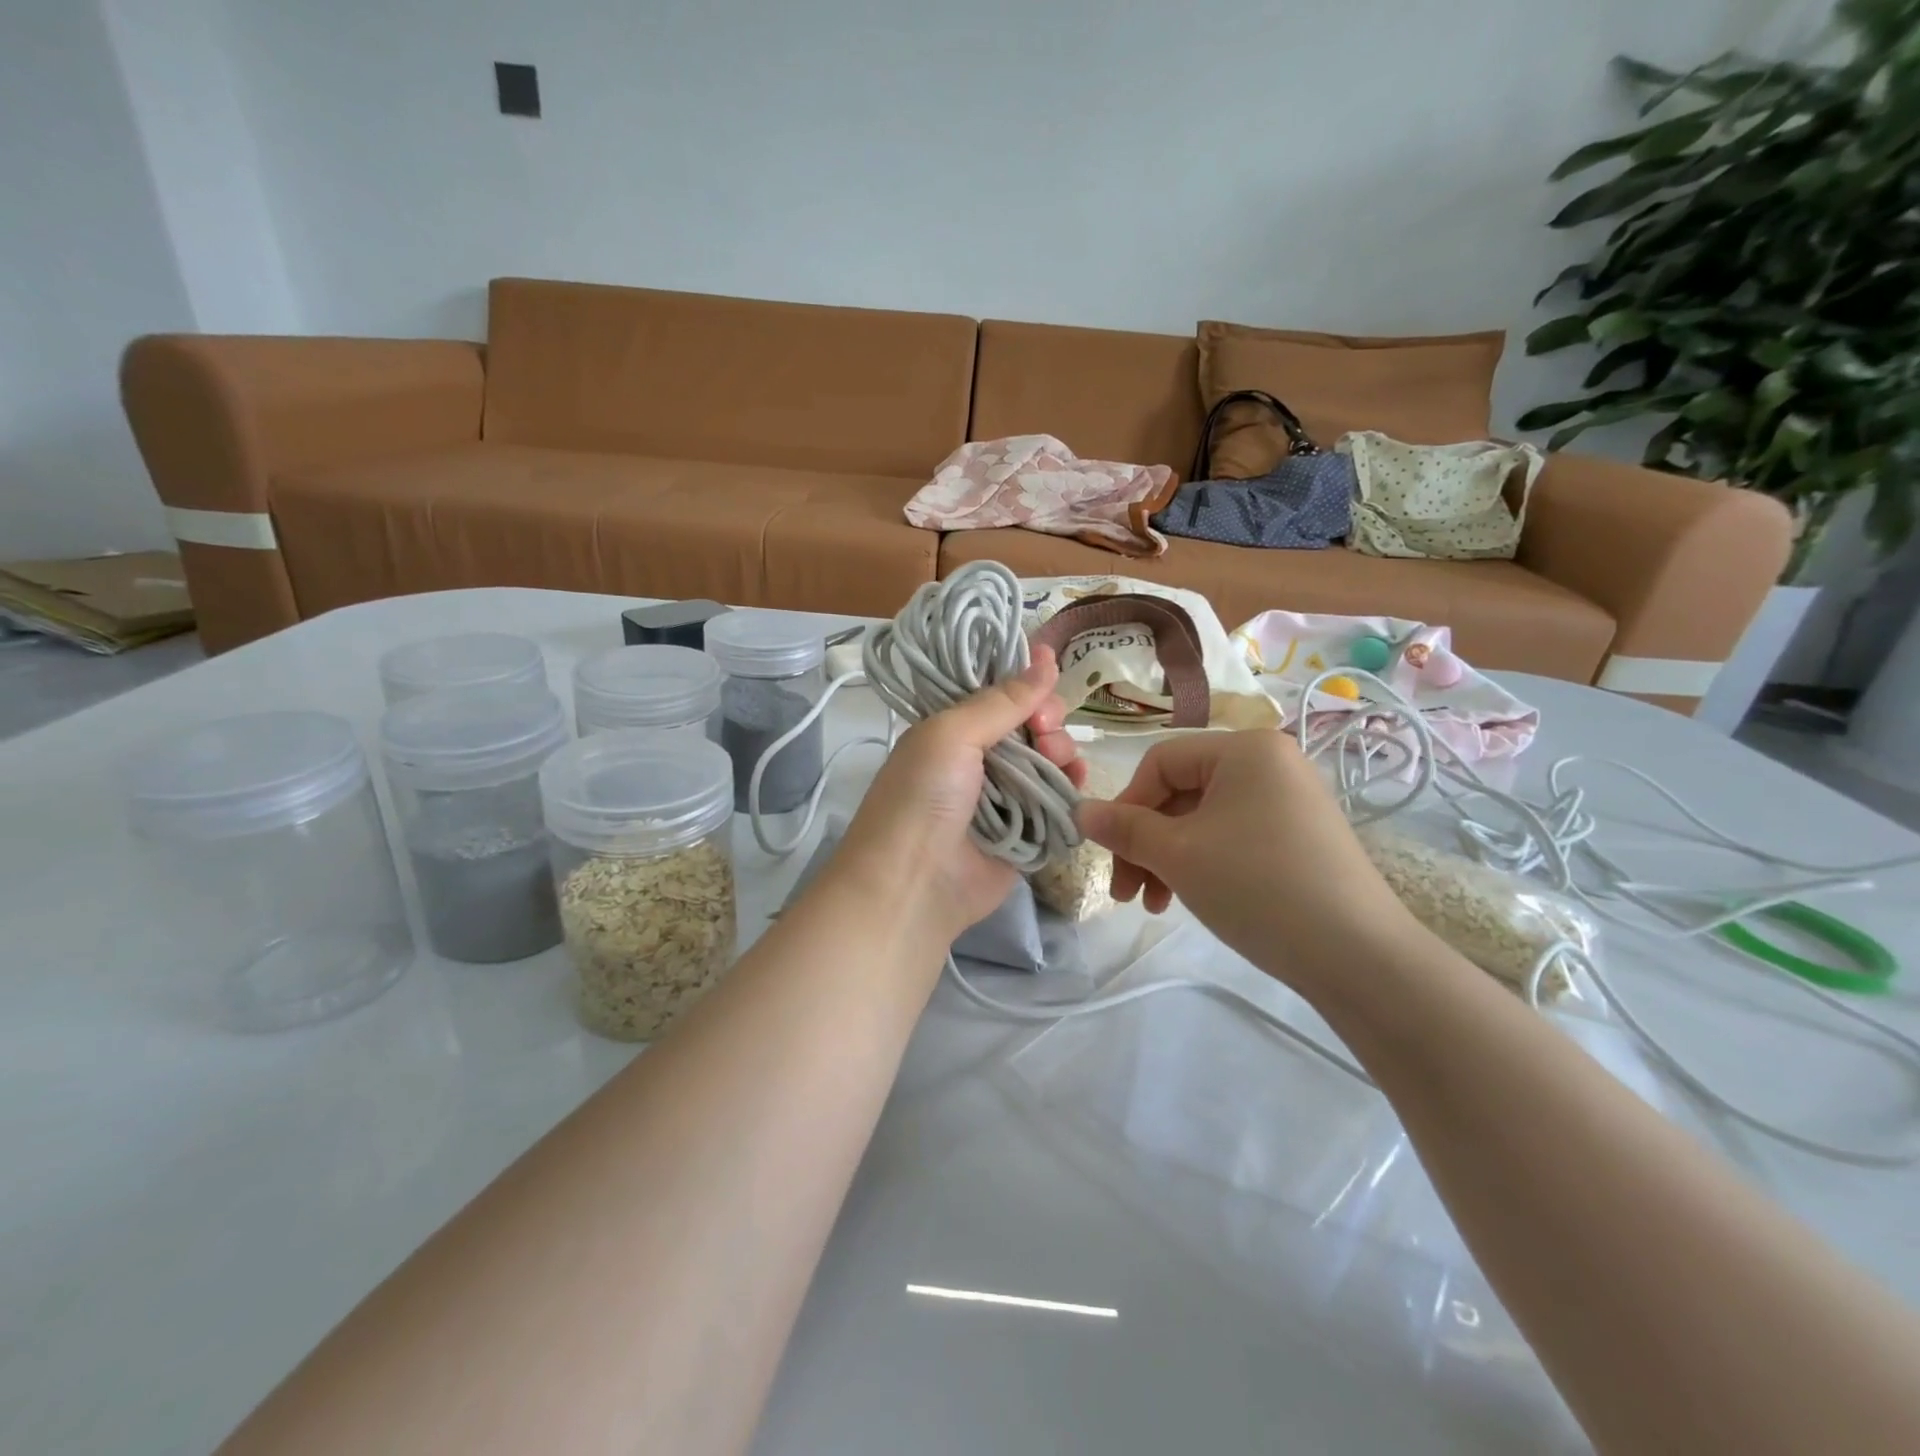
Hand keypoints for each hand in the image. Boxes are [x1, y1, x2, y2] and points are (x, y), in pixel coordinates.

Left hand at [834, 647, 1084, 941]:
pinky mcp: (1028, 832)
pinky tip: (1075, 782)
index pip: (1000, 695)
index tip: (1049, 669)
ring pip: (1050, 760)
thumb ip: (1000, 700)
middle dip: (1047, 718)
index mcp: (954, 731)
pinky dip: (1071, 788)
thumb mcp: (950, 734)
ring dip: (1062, 752)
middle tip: (1046, 729)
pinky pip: (1059, 800)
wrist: (913, 884)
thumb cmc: (923, 797)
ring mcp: (1006, 797)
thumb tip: (1043, 657)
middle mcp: (980, 760)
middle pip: (1031, 725)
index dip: (1026, 681)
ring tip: (1059, 760)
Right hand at [1075, 730, 1422, 988]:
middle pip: (1181, 793)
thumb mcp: (1178, 854)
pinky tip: (1190, 900)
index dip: (1126, 806)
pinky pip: (1233, 838)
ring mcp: (1289, 801)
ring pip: (1203, 820)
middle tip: (1126, 893)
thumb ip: (1123, 827)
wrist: (1358, 956)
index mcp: (1245, 749)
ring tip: (1154, 905)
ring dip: (1168, 859)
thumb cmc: (1257, 886)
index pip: (1160, 762)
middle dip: (1146, 843)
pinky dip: (1203, 864)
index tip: (1110, 855)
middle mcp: (1270, 763)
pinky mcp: (1300, 838)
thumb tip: (1079, 810)